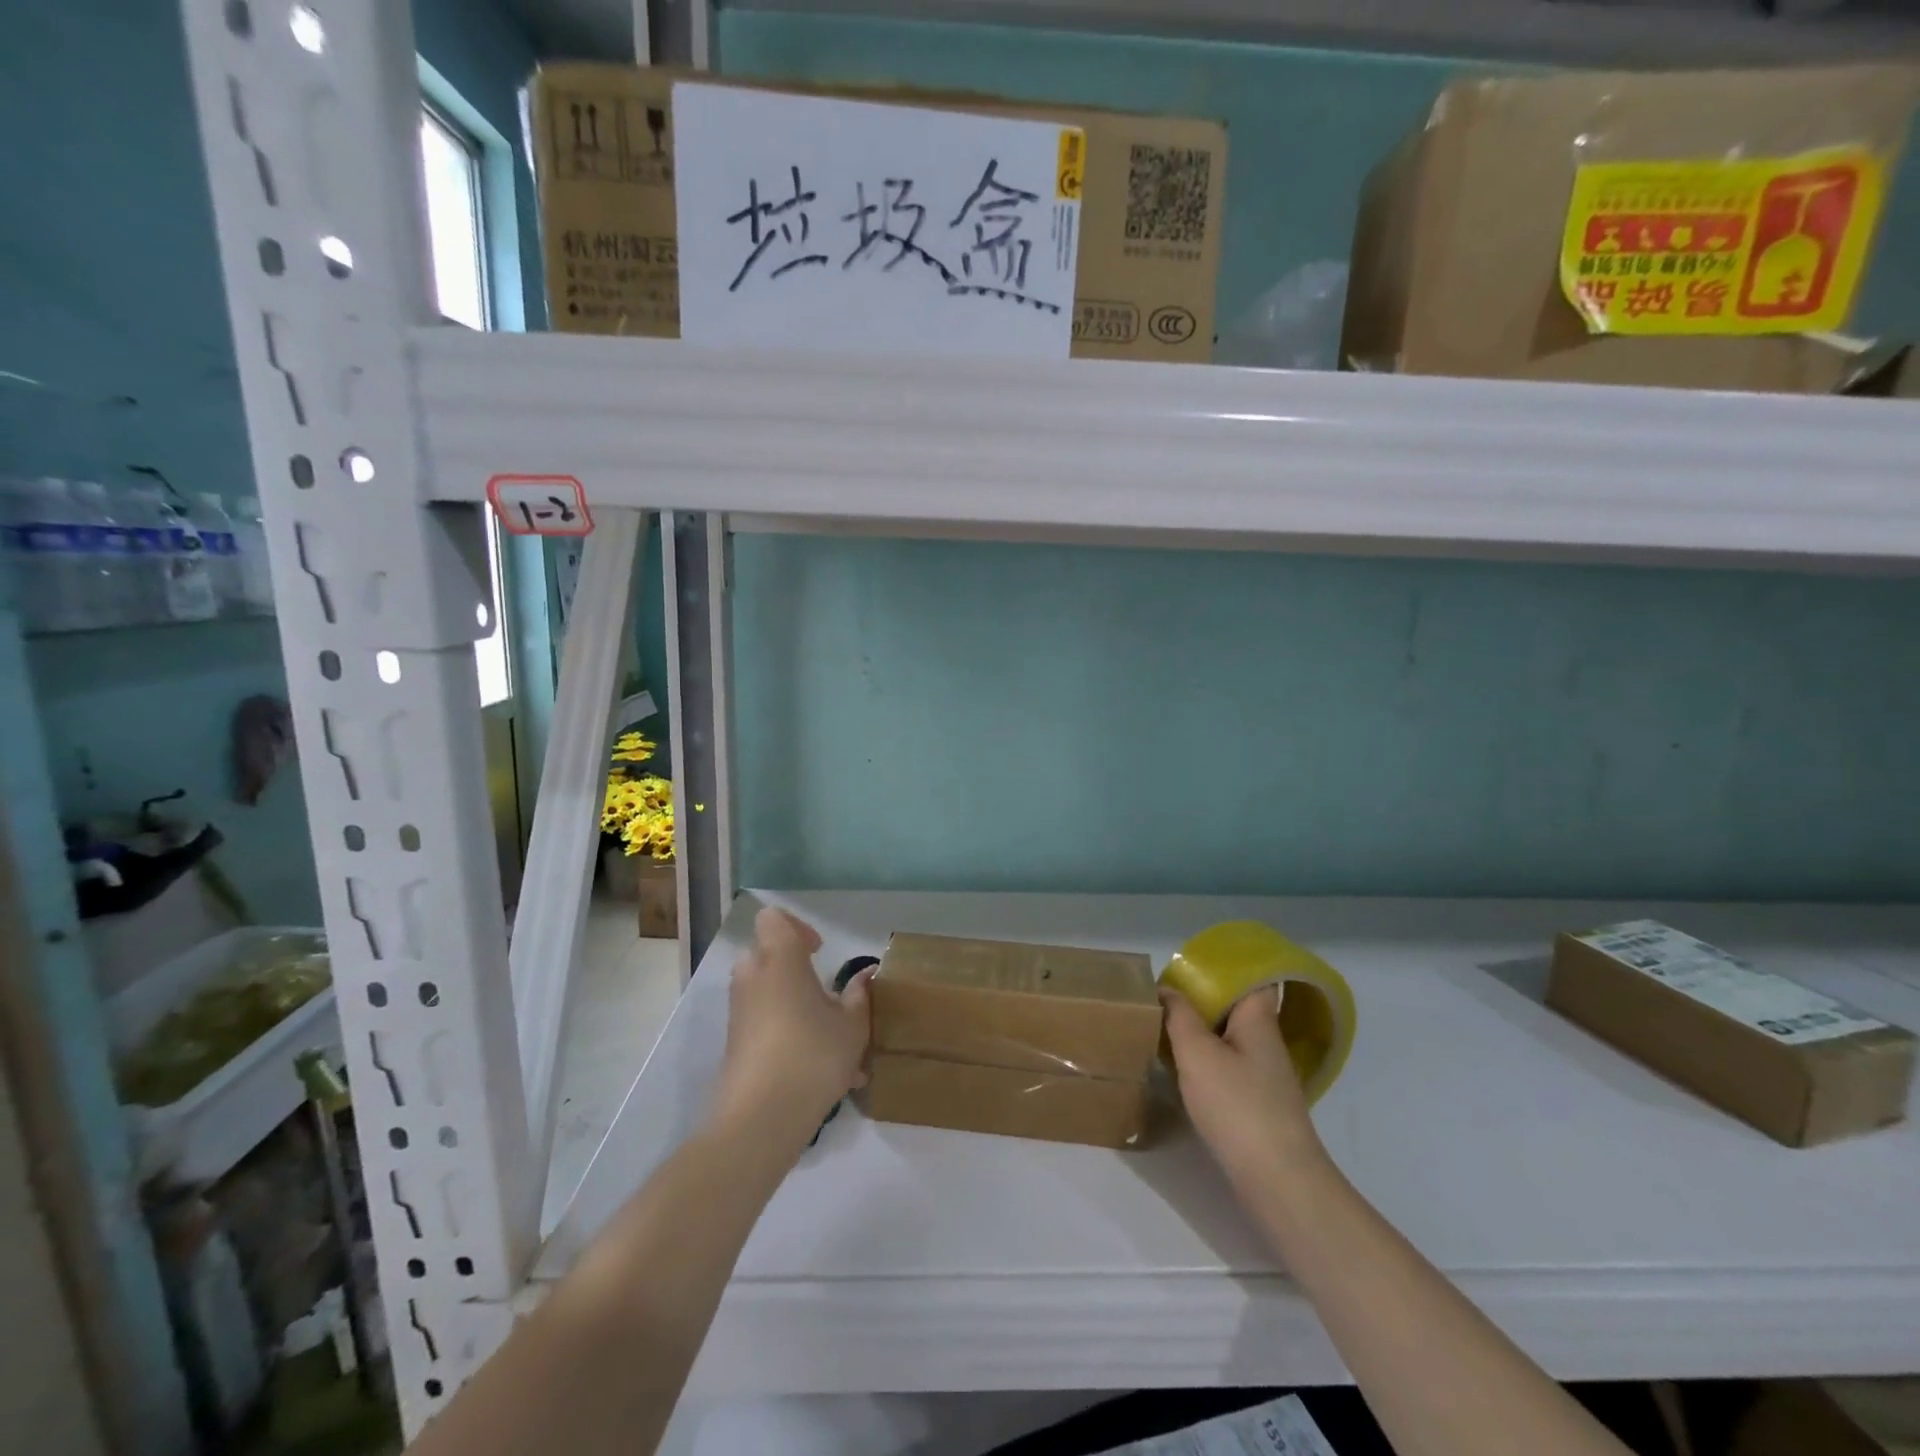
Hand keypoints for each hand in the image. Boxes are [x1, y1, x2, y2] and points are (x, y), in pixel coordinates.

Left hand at [715, 907, 872, 1147]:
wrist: (761, 1119)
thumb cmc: (813, 1056)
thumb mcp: (852, 1026)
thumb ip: (858, 996)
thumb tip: (865, 976)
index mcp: (780, 961)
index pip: (773, 919)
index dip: (796, 927)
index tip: (818, 951)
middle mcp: (753, 978)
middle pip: (763, 953)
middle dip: (790, 966)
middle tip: (819, 989)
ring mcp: (739, 1012)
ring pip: (762, 990)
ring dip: (790, 1001)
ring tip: (827, 1036)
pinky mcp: (734, 1043)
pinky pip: (760, 1023)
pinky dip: (783, 1032)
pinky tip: (817, 1069)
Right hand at [1161, 984, 1327, 1193]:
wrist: (1278, 1181)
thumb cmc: (1237, 1106)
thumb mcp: (1197, 1053)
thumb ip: (1179, 1016)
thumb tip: (1166, 989)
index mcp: (1259, 1019)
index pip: (1254, 977)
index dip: (1227, 966)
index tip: (1192, 963)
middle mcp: (1266, 1041)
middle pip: (1237, 1006)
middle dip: (1203, 997)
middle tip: (1165, 992)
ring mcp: (1265, 1074)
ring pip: (1230, 1036)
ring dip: (1202, 1029)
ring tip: (1166, 1024)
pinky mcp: (1258, 1102)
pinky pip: (1229, 1064)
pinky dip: (1206, 1058)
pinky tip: (1182, 1066)